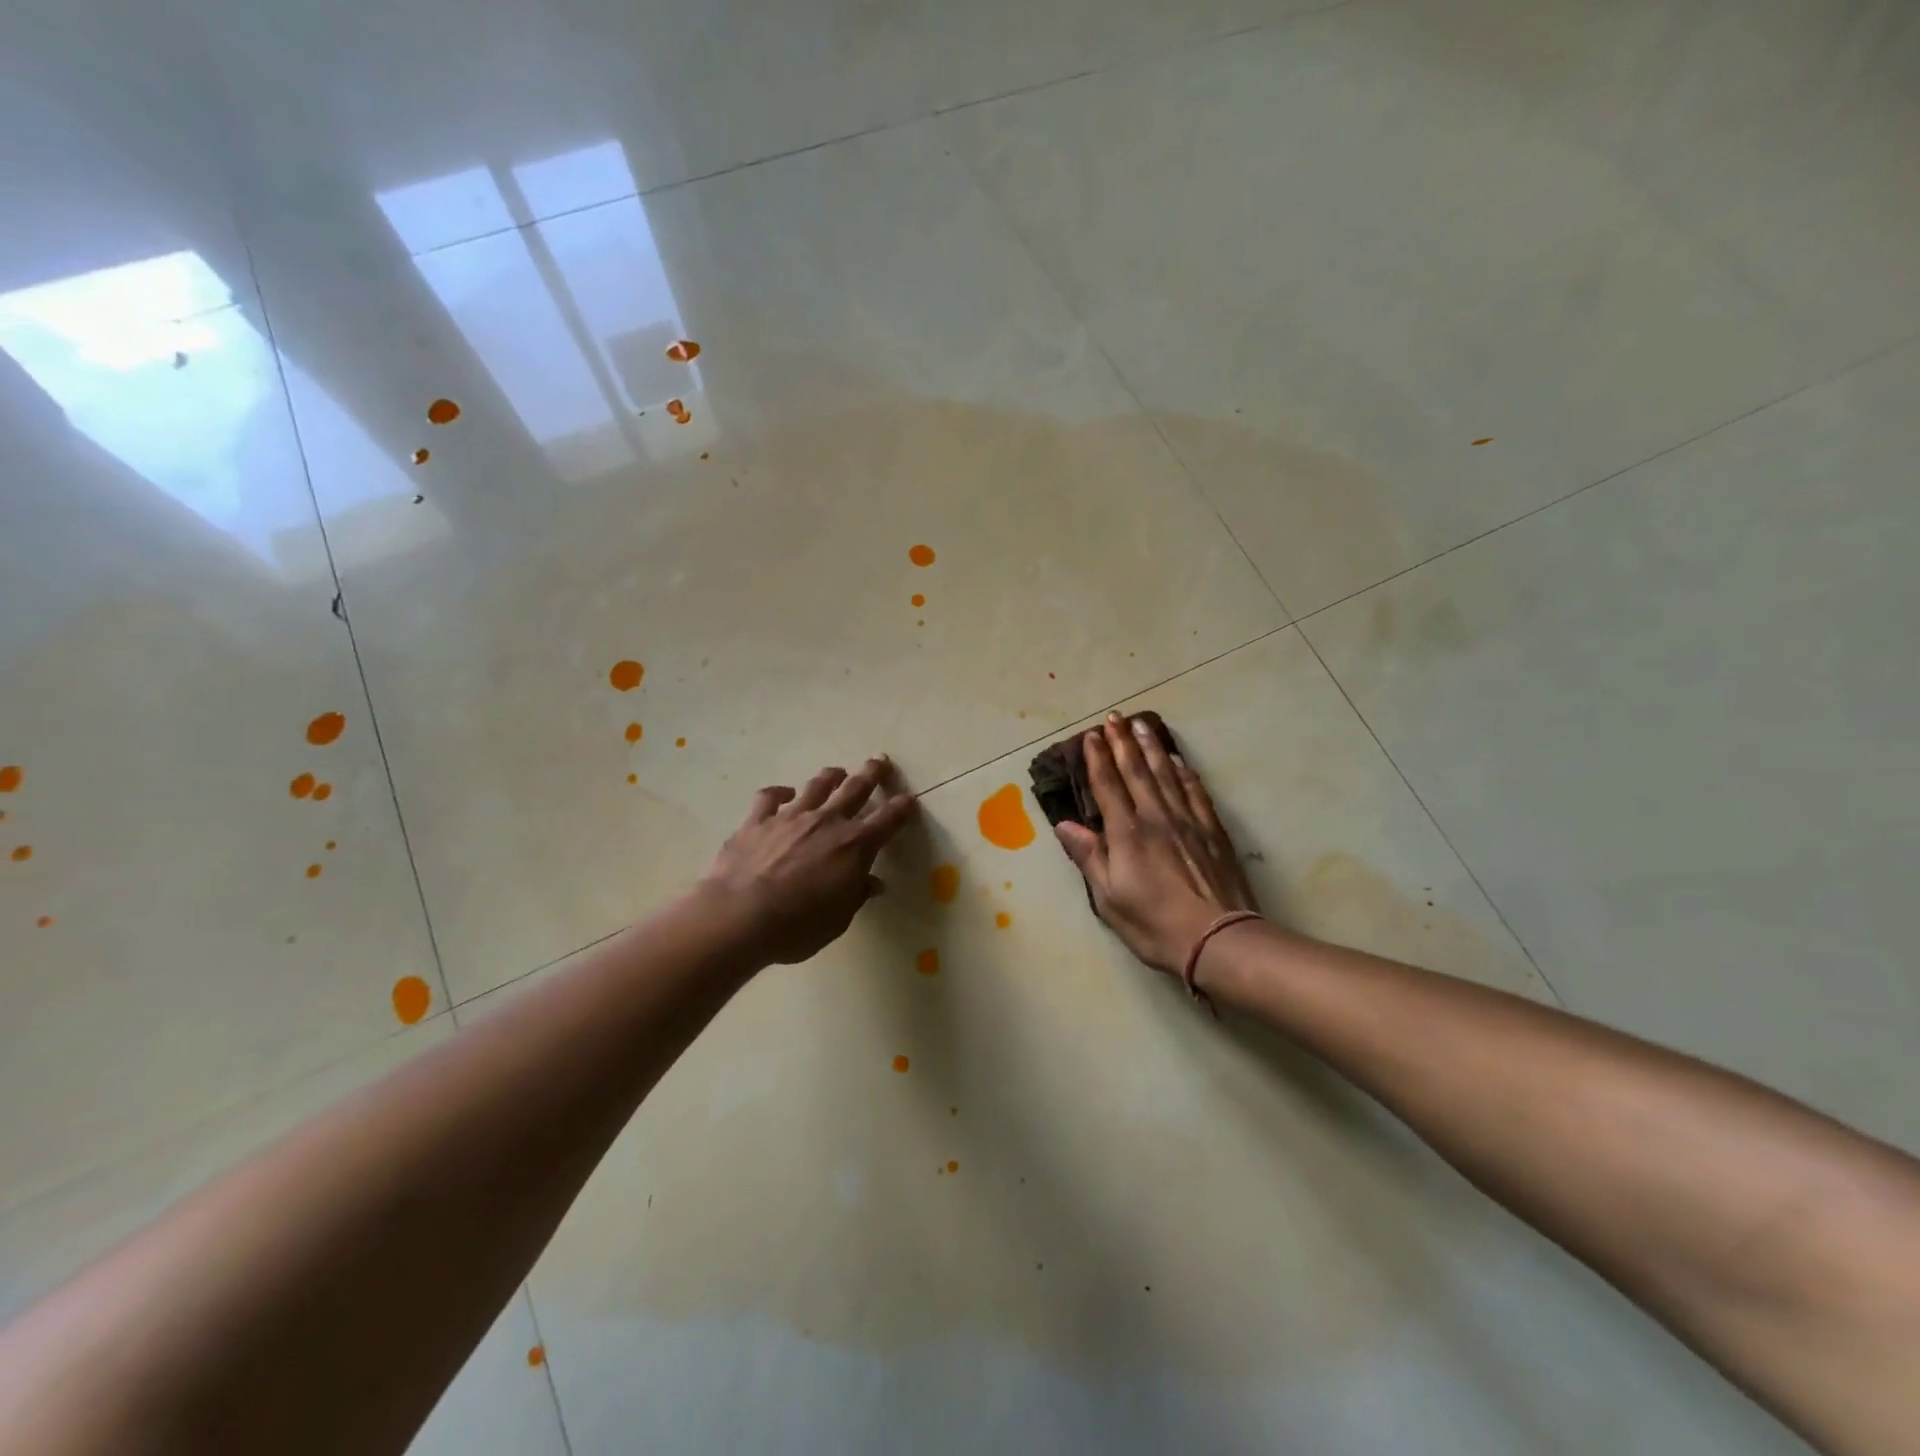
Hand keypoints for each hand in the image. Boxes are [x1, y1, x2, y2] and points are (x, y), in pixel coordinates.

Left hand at [700, 756, 918, 964]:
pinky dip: (779, 793)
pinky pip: (770, 797)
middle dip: (871, 773)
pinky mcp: (757, 821)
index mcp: (854, 846)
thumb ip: (856, 894)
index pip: (887, 820)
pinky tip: (783, 793)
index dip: (901, 808)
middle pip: (855, 789)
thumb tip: (872, 882)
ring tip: (837, 771)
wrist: (739, 917)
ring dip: (830, 777)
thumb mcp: (838, 919)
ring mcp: (790, 817)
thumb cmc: (797, 926)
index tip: (910, 799)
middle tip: (879, 760)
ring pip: (816, 787)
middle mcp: (826, 822)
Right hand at [1055, 714, 1258, 977]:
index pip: (1108, 786)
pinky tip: (1179, 762)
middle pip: (1136, 771)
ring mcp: (1187, 821)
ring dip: (1152, 747)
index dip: (1098, 759)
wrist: (1218, 940)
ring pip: (1166, 774)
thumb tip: (1065, 826)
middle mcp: (1156, 817)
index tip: (1091, 735)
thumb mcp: (1109, 898)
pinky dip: (1185, 773)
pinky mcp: (1212, 831)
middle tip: (1114, 717)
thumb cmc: (1154, 924)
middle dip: (1122, 742)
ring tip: (1142, 725)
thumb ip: (1089, 857)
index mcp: (1126, 834)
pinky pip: (1196, 792)